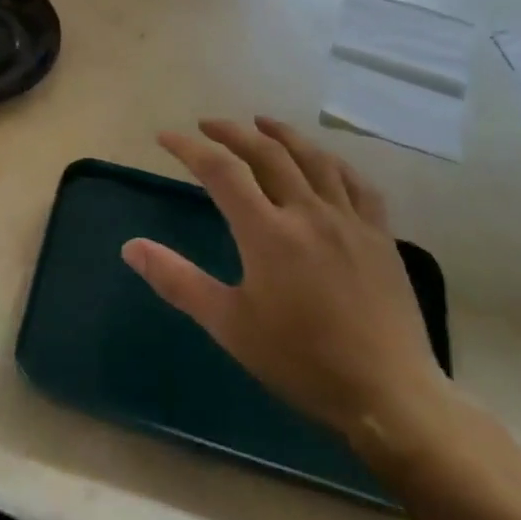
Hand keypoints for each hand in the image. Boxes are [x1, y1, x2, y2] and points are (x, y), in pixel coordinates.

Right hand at [122, 117, 447, 447]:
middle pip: (266, 152)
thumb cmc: (301, 360)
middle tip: (207, 125)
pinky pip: (356, 183)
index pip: (221, 171)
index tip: (165, 137)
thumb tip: (130, 247)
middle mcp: (308, 213)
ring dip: (282, 134)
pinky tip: (323, 161)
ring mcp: (349, 221)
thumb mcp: (229, 325)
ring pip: (313, 158)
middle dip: (232, 132)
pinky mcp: (380, 236)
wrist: (390, 396)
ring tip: (261, 123)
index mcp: (268, 233)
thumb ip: (178, 281)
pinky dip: (332, 162)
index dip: (190, 148)